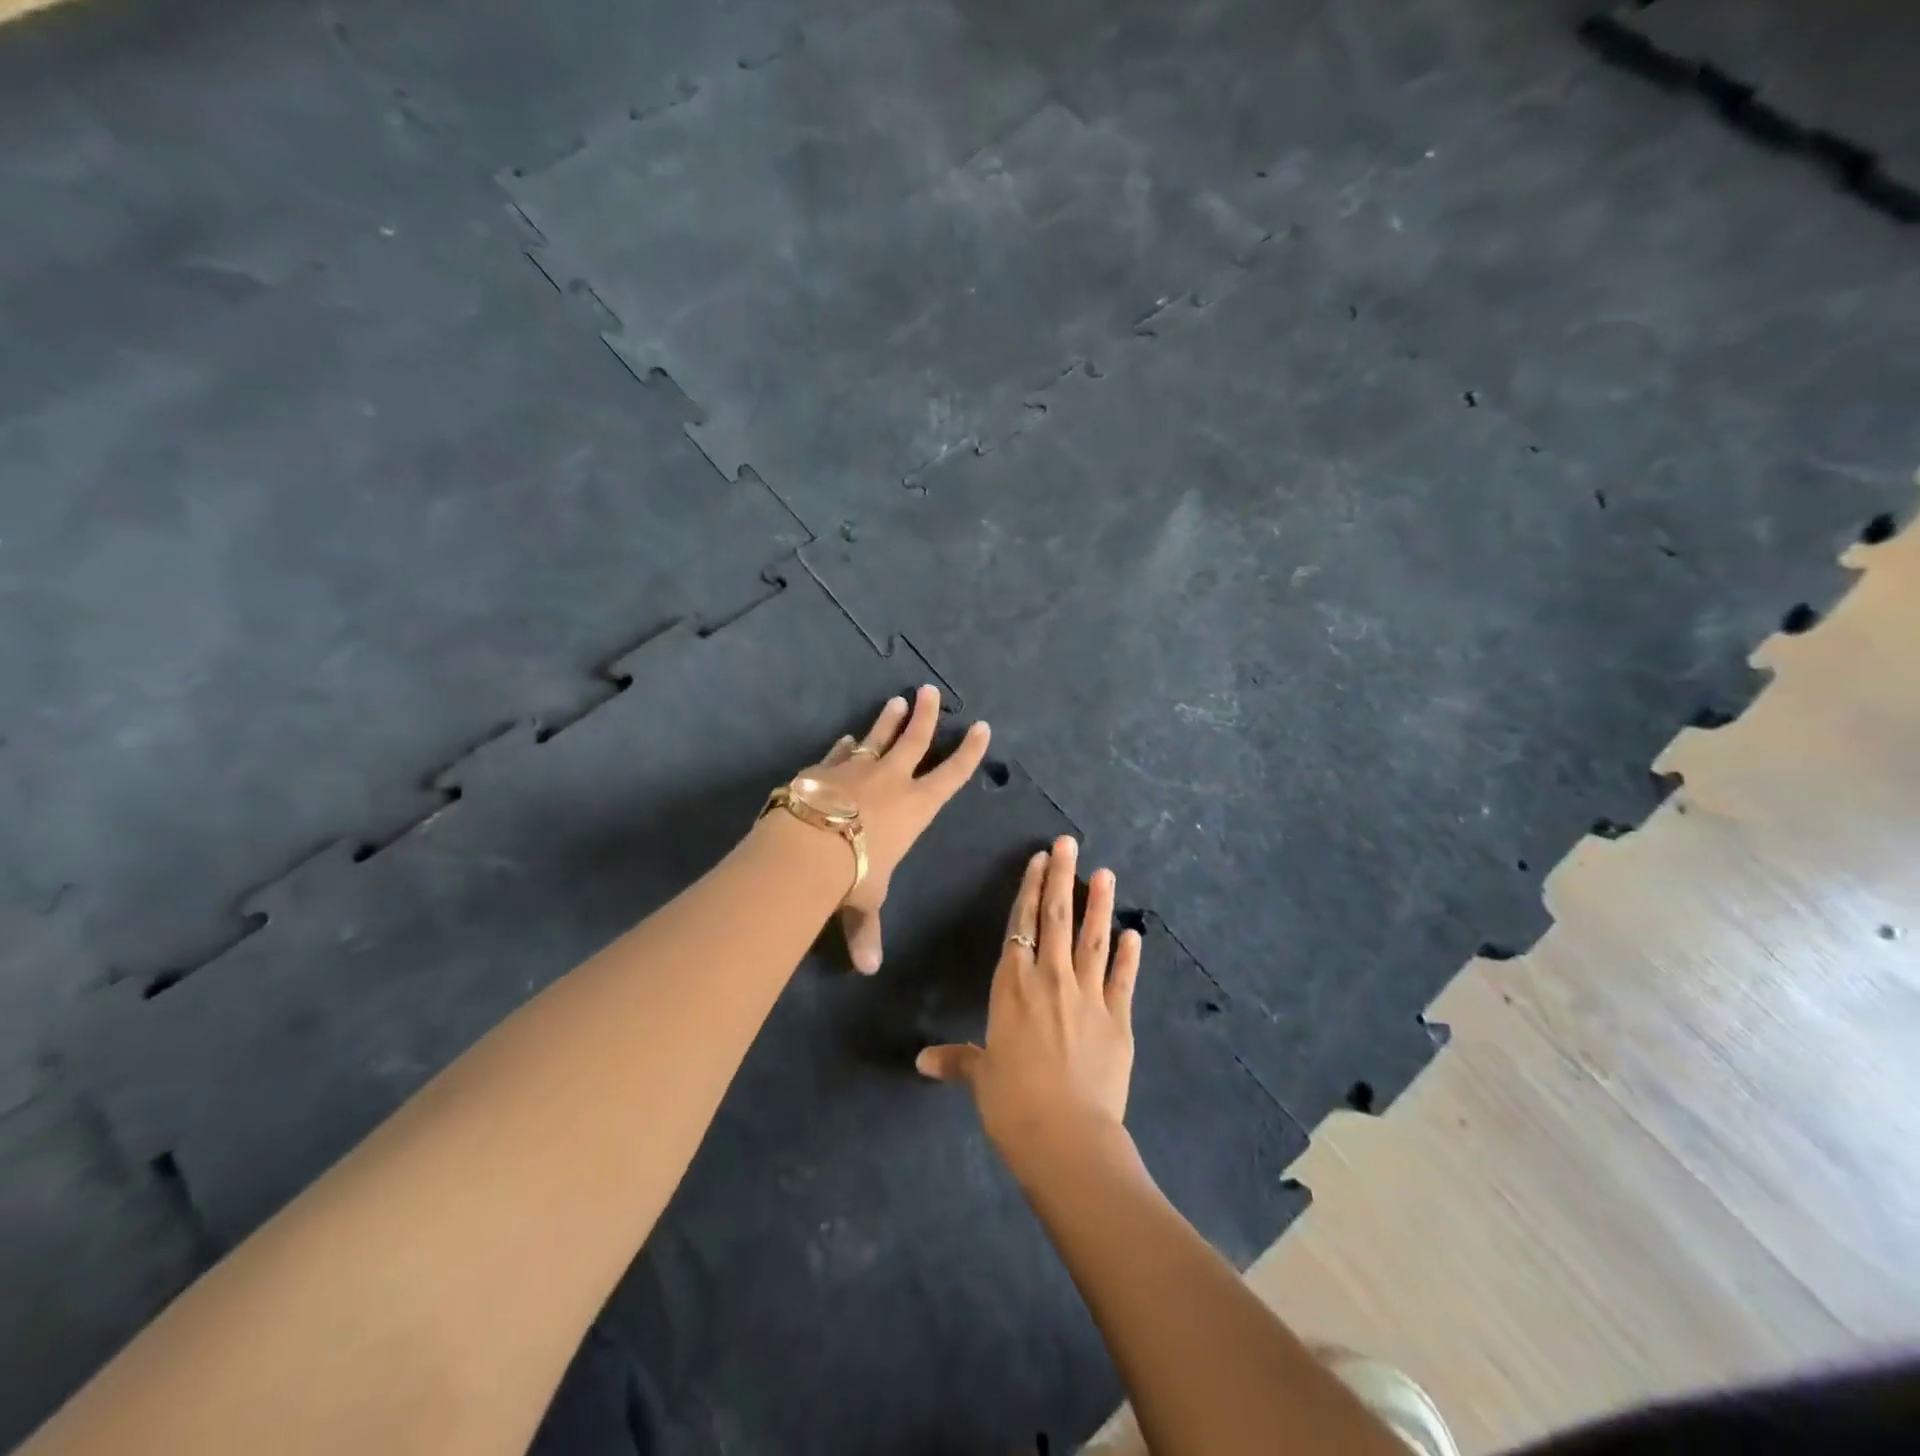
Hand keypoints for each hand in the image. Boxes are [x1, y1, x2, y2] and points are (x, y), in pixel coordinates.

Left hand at [801, 685, 989, 974]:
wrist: (807, 847)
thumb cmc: (852, 875)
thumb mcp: (865, 903)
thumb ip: (867, 930)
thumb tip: (868, 968)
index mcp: (915, 808)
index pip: (951, 775)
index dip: (968, 752)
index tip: (980, 727)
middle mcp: (891, 782)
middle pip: (914, 740)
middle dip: (925, 716)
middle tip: (929, 690)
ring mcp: (856, 770)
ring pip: (877, 738)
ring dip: (888, 720)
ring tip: (896, 701)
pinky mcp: (824, 769)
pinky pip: (840, 753)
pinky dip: (845, 746)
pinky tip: (846, 738)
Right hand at [916, 837, 1142, 1161]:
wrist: (1066, 1136)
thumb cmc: (1012, 1103)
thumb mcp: (981, 1077)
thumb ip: (956, 1060)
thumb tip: (922, 1061)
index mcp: (1012, 986)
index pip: (1020, 925)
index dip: (1029, 890)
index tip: (1039, 859)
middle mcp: (1050, 979)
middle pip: (1056, 918)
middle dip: (1062, 877)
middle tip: (1070, 843)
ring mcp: (1088, 996)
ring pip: (1093, 939)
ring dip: (1100, 904)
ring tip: (1106, 873)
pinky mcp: (1118, 1019)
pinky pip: (1123, 979)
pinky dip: (1131, 956)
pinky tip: (1135, 934)